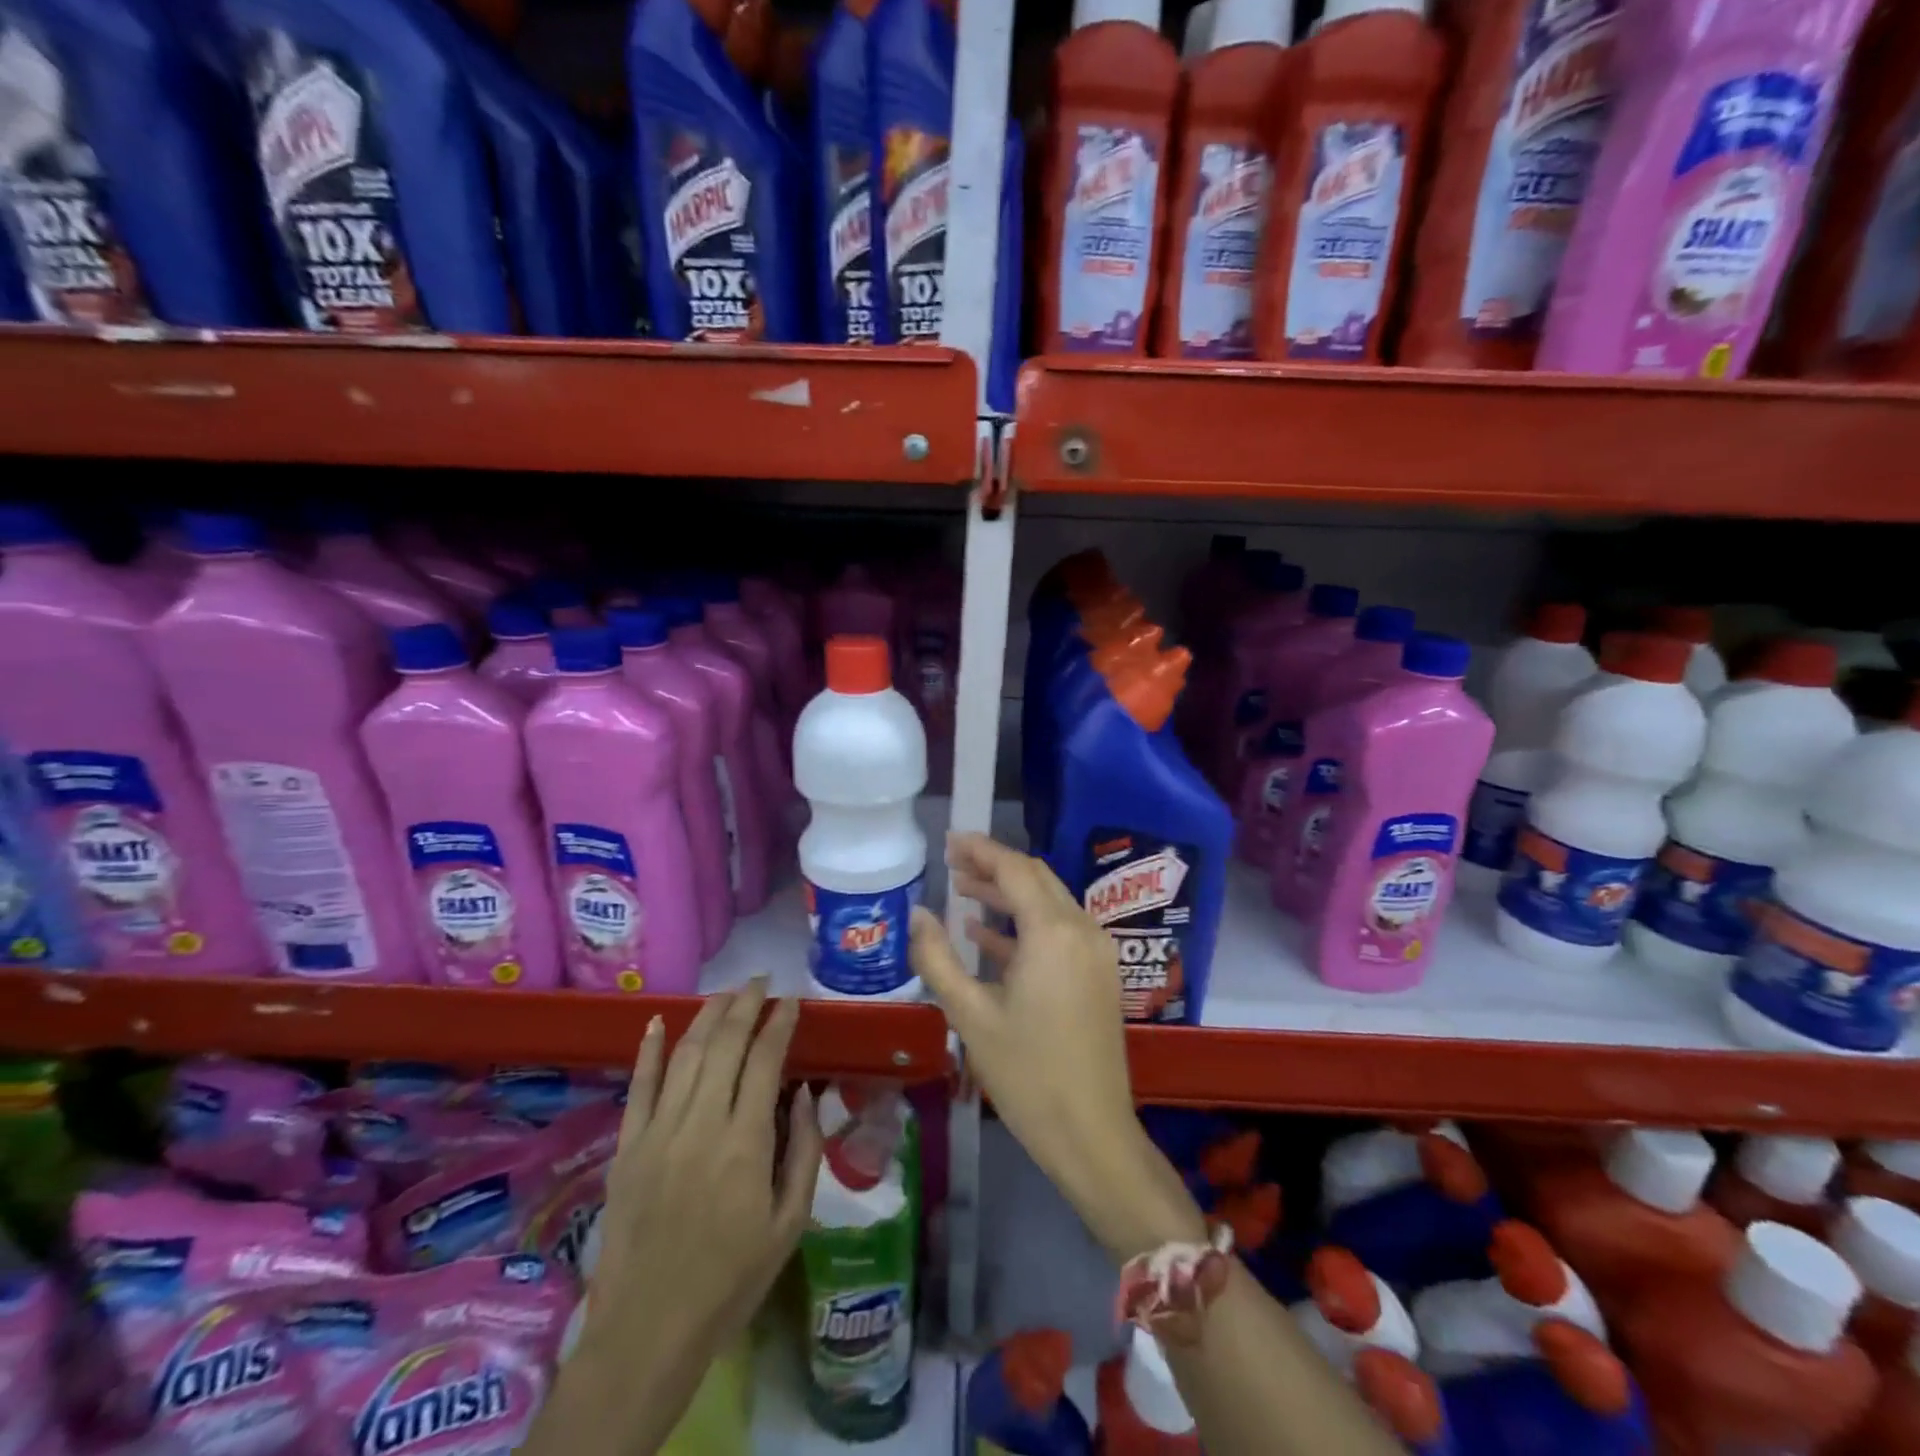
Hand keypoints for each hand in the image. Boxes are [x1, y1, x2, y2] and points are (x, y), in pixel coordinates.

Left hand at [549, 981, 820, 1452]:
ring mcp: (658, 1132)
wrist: (648, 1331)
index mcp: (745, 1143)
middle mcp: (701, 1123)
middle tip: (761, 982)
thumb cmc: (731, 1279)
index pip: (765, 1059)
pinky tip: (657, 1021)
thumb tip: (804, 1093)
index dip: (780, 1023)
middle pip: (724, 1044)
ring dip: (707, 1016)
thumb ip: (804, 1151)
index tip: (791, 1001)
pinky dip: (647, 1050)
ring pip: (684, 1054)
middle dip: (745, 1004)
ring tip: (727, 993)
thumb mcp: (790, 1222)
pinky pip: (637, 1087)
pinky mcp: (627, 1148)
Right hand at [911, 834, 1203, 1260]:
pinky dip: (1025, 925)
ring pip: (1049, 903)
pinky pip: (1059, 931)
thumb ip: (938, 957)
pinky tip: (987, 935)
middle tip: (952, 863)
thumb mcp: (970, 1015)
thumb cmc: (1026, 1074)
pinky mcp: (1099, 974)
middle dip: (994, 867)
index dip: (980, 850)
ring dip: (1008, 894)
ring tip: (963, 892)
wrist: (1091, 1133)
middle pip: (1035, 879)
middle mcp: (1082, 929)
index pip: (1015, 869)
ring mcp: (1097, 951)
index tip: (949, 841)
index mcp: (1052, 932)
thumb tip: (916, 915)